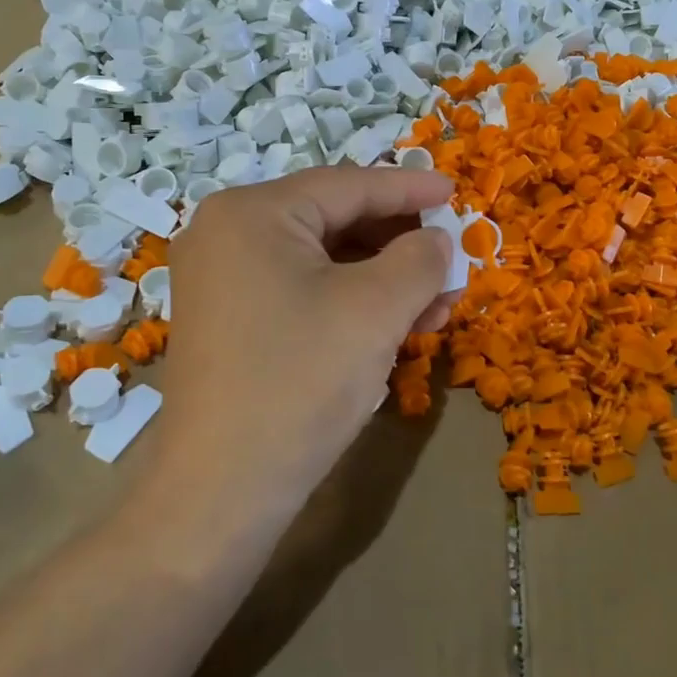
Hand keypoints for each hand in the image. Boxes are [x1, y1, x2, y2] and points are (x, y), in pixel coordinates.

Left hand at [156, 166, 454, 511]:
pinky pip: (300, 292)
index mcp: (251, 213)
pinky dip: (349, 303)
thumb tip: (436, 241)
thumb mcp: (376, 309)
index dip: (409, 188)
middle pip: (332, 221)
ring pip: (321, 261)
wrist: (221, 490)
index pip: (347, 186)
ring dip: (382, 279)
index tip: (456, 192)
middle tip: (451, 262)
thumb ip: (419, 259)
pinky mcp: (228, 322)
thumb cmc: (300, 381)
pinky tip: (393, 326)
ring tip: (435, 307)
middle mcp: (226, 234)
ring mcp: (221, 280)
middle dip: (399, 244)